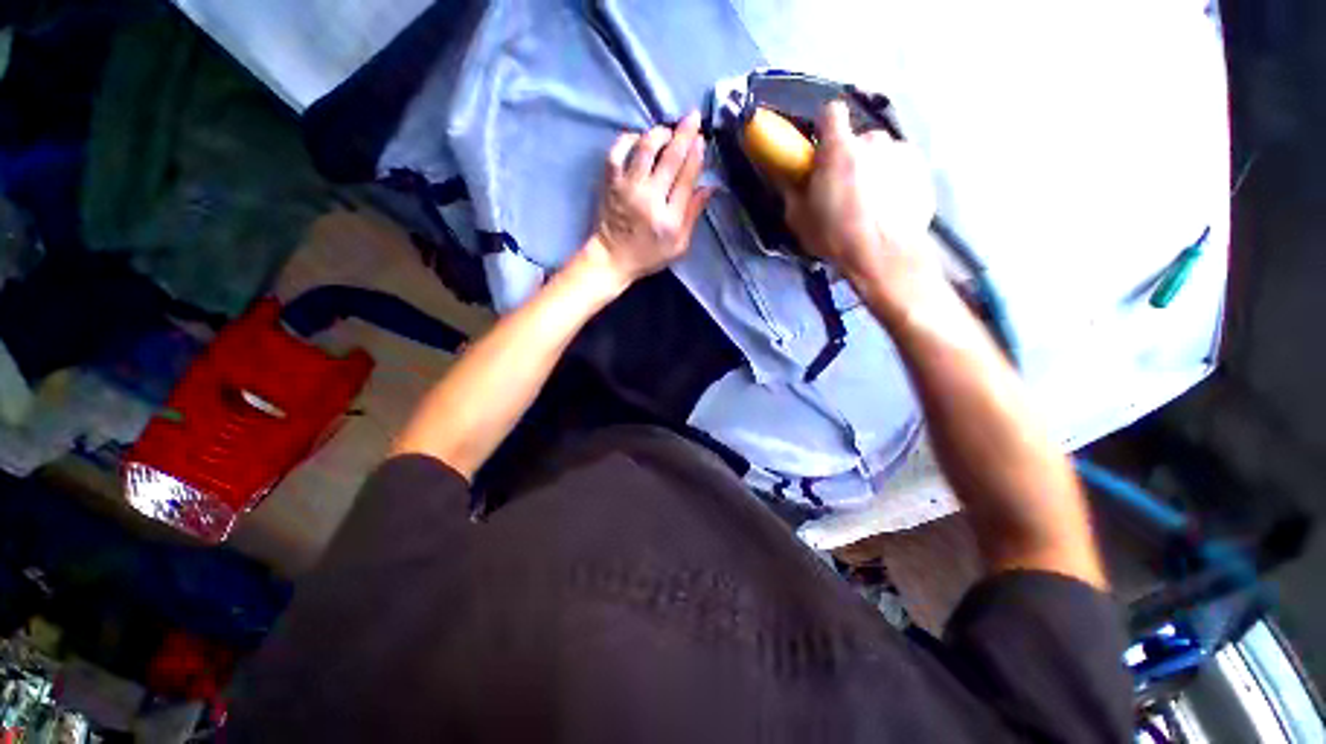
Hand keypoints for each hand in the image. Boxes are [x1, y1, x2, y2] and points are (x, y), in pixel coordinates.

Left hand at [590, 111, 713, 286]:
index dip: (696, 155)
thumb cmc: (648, 255)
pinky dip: (627, 139)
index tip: (702, 138)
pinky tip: (637, 137)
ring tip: (667, 130)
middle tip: (692, 117)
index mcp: (669, 217)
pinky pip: (617, 152)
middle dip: (684, 133)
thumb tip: (709, 187)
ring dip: (659, 133)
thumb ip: (692, 215)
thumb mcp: (678, 245)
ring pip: (645, 149)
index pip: (686, 178)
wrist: (612, 258)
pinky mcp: (610, 183)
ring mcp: (627, 187)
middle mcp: (649, 198)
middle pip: (670, 158)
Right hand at [781, 101, 936, 291]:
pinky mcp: (922, 169)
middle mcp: (873, 140)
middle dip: (851, 157)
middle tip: (845, 188)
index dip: (825, 127)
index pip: (831, 112)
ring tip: (870, 203)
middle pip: (858, 139)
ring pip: (882, 153)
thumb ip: (793, 189)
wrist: (883, 256)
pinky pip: (901, 167)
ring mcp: (902, 152)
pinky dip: (894, 181)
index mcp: (839, 149)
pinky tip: (889, 208)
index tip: (822, 148)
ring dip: (874, 169)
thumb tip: (791, 175)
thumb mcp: (799, 218)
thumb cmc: (835, 237)